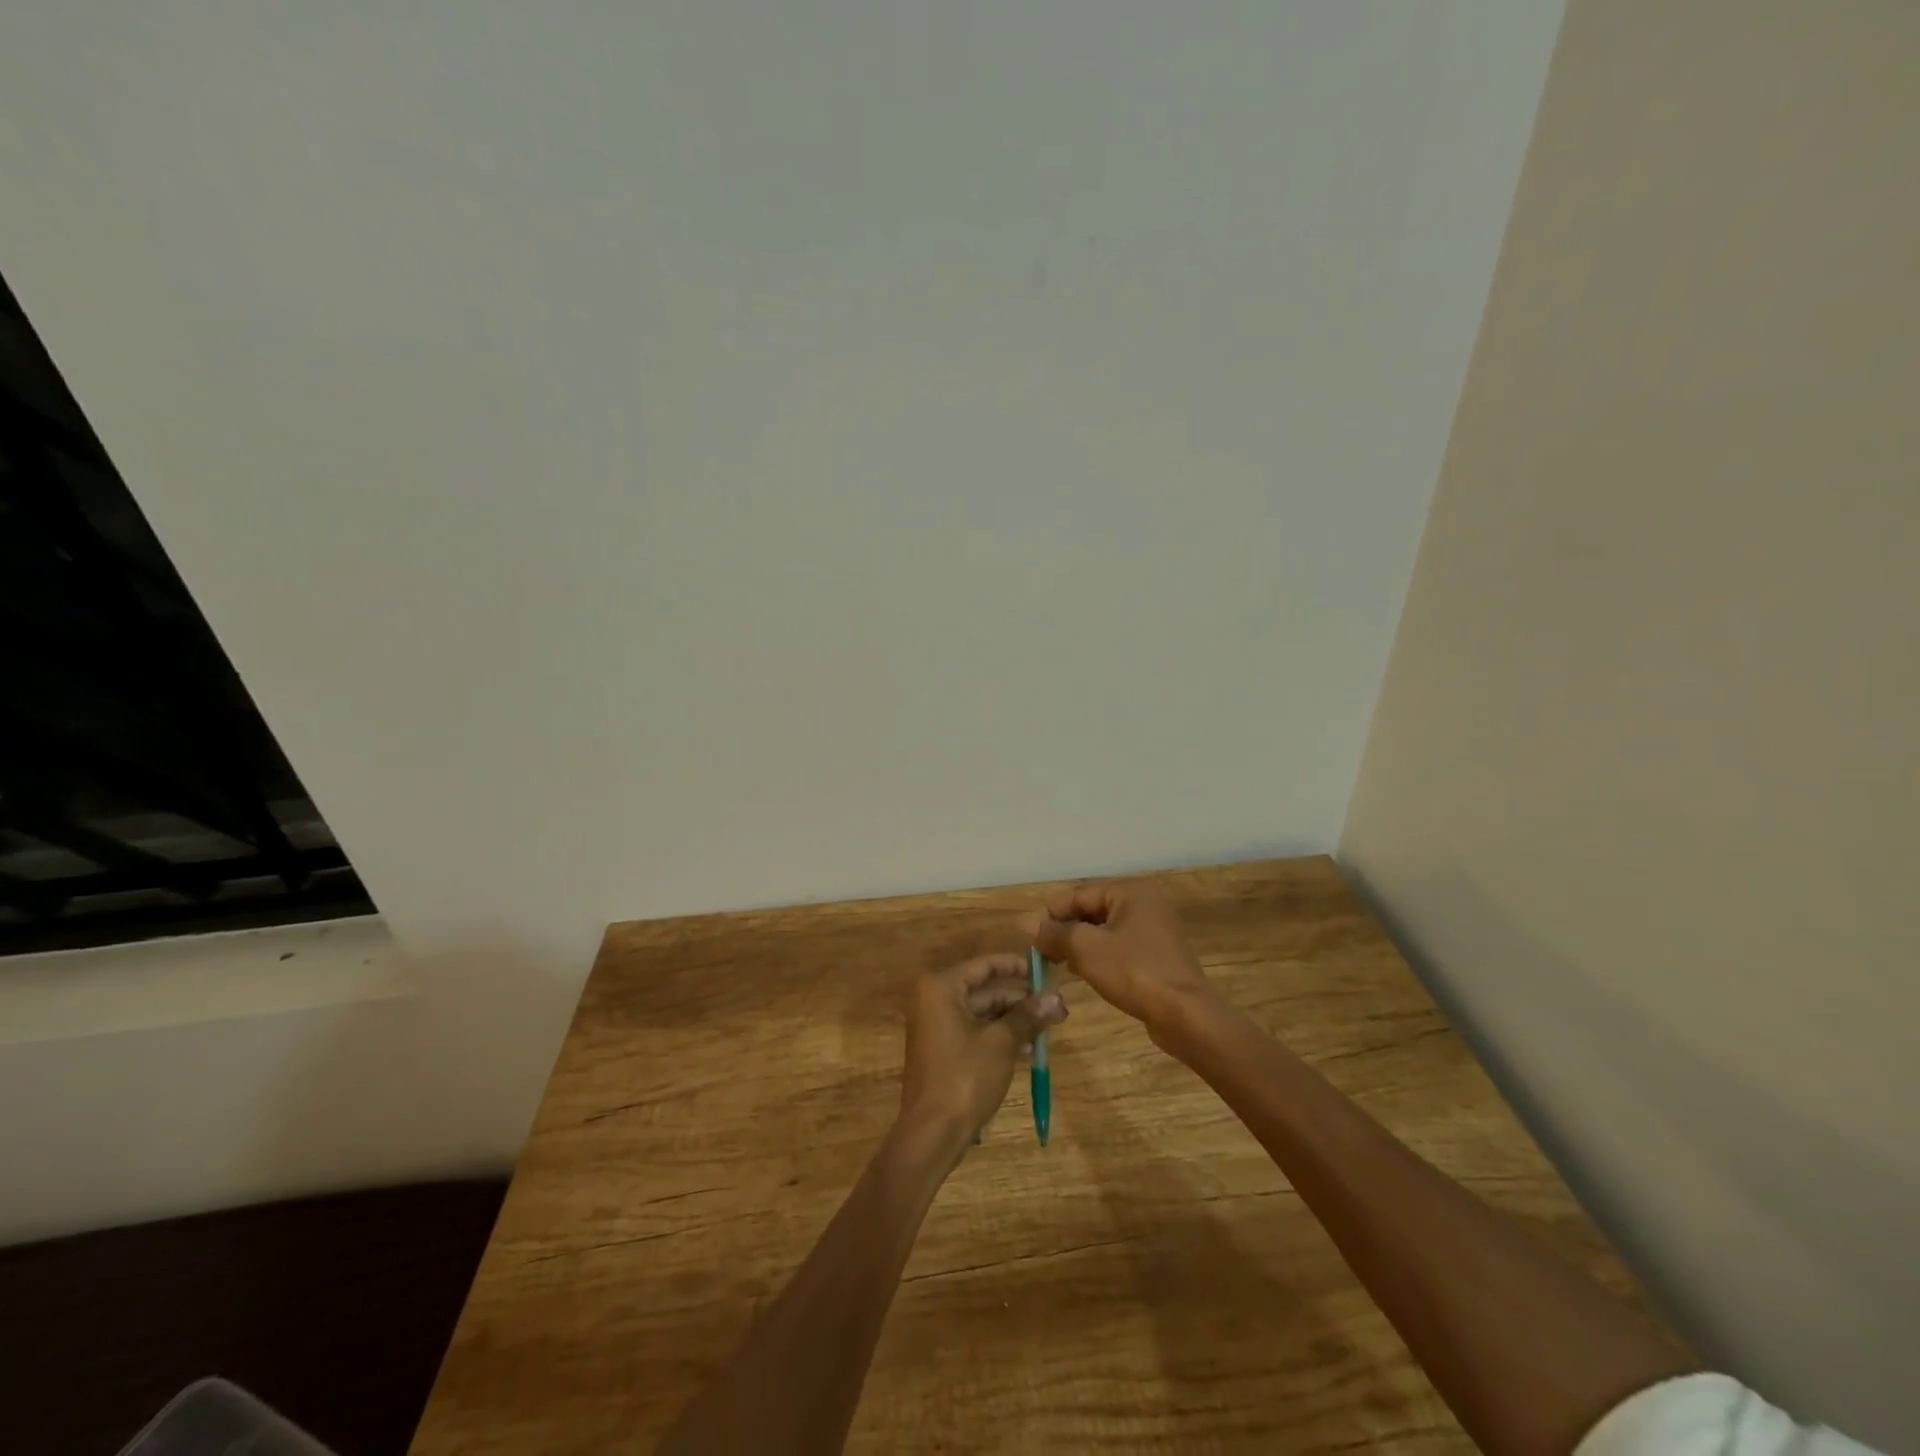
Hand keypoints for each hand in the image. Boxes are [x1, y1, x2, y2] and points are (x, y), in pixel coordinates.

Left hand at [899, 954, 1064, 1149]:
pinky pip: (976, 1032)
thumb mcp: (1002, 1043)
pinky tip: (1029, 1049)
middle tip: (1056, 1008)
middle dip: (1021, 1000)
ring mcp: (936, 1026)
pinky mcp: (943, 1050)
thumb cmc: (964, 1077)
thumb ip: (1028, 1016)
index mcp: (941, 987)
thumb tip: (1057, 997)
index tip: (1045, 970)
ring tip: (1049, 1029)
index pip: (985, 965)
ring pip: (983, 1013)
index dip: (1016, 966)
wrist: (932, 1133)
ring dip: (1015, 1020)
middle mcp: (934, 1000)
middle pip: (985, 990)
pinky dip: (1000, 1037)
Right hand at [1023, 882, 1215, 1031]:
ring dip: (1077, 944)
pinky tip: (1079, 971)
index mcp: (1130, 892)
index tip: (1027, 935)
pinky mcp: (1156, 955)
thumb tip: (1023, 923)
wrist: (1185, 1016)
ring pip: (1103, 930)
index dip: (1049, 913)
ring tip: (1054, 962)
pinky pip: (1117, 947)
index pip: (1078, 894)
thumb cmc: (1134, 972)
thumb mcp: (1086, 949)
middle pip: (1091, 910)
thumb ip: (1054, 933)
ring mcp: (1153, 930)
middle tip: (1038, 951)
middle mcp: (1144, 904)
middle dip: (1063, 929)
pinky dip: (1097, 955)